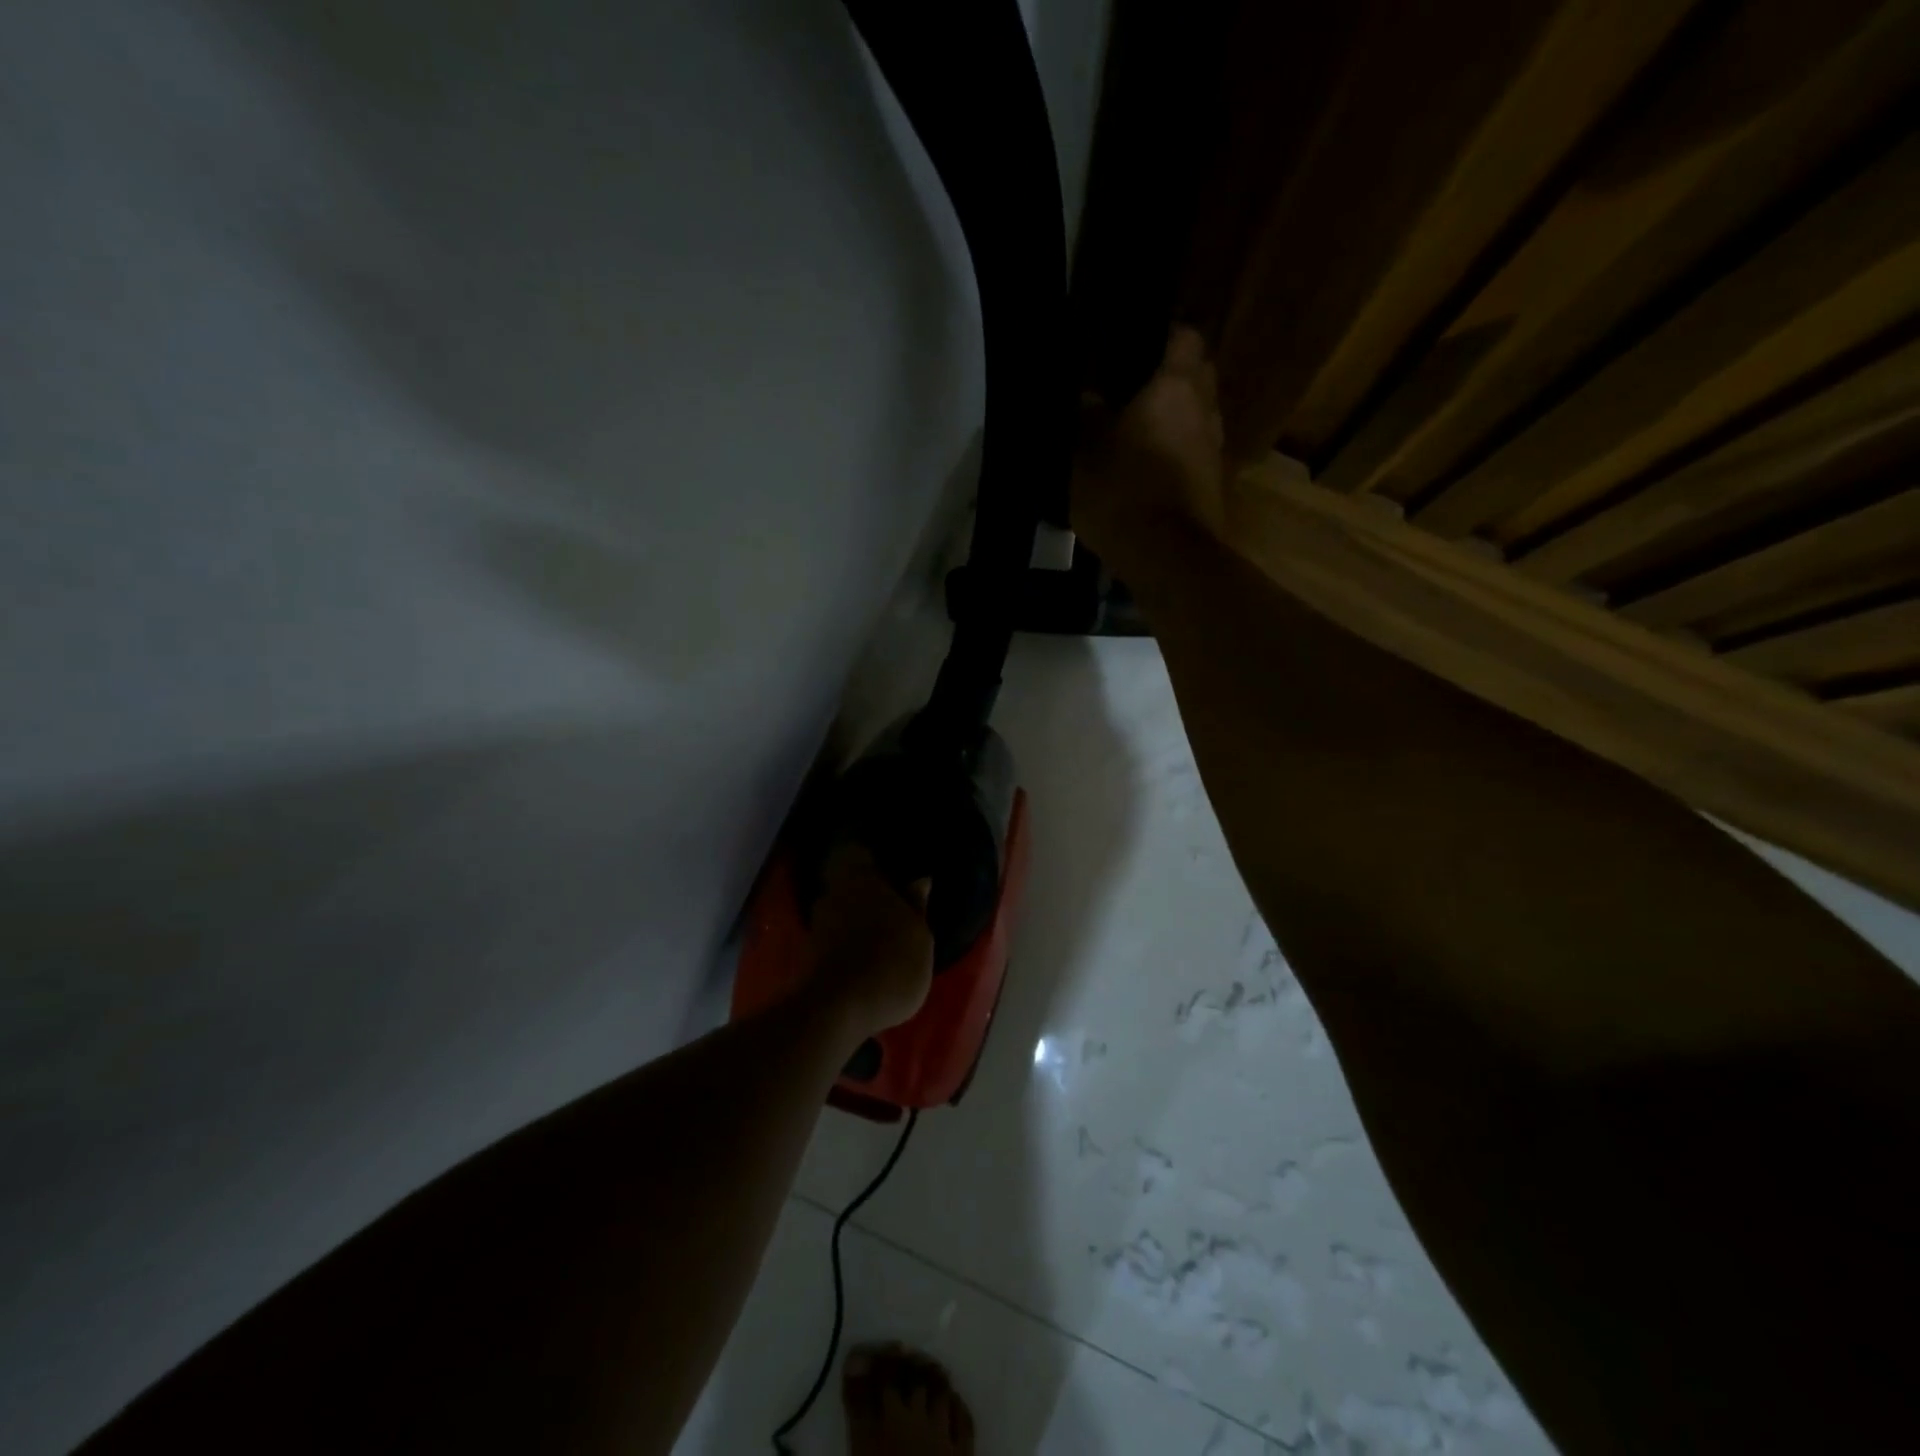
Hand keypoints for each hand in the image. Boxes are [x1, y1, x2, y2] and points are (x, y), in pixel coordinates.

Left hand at [805, 846, 934, 1040]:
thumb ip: (917, 906)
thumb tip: (920, 880)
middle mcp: (832, 895)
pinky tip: (863, 960)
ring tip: (878, 938)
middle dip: (863, 893)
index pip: (855, 853)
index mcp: (860, 879)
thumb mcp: (920, 937)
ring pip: (838, 911)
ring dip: (854, 921)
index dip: (867, 858)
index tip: (885, 867)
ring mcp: (817, 926)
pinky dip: (846, 945)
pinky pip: (832, 939)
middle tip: (888, 906)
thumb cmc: (891, 963)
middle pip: (846, 884)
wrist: (839, 1010)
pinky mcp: (809, 956)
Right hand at [1070, 326, 1227, 583]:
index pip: (1185, 336)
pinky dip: (1178, 453)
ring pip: (1199, 417)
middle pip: (1197, 376)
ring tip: (1139, 431)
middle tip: (1135, 389)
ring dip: (1176, 418)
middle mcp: (1205, 409)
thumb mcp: (1084, 453)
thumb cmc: (1123, 492)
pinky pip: (1195, 453)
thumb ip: (1085, 418)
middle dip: (1173, 376)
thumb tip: (1087, 397)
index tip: (1139, 343)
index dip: (1165, 334)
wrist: (1166, 556)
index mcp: (1176, 387)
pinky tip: (1150, 469)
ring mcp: (1214, 449)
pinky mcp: (1214, 484)